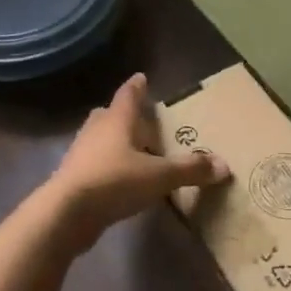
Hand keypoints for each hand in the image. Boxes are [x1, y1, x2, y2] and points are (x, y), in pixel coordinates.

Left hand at [48, 73, 229, 246]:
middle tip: (141, 119)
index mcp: (116, 121)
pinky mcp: (74, 179)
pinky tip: (122, 179)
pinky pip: (95, 164)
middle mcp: (96, 131)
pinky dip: (108, 165)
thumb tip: (224, 165)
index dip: (137, 87)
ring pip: (100, 140)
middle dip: (124, 115)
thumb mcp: (159, 176)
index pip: (128, 95)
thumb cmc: (114, 182)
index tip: (142, 77)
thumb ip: (190, 169)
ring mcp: (81, 155)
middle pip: (109, 116)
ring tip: (135, 151)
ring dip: (115, 142)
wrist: (66, 214)